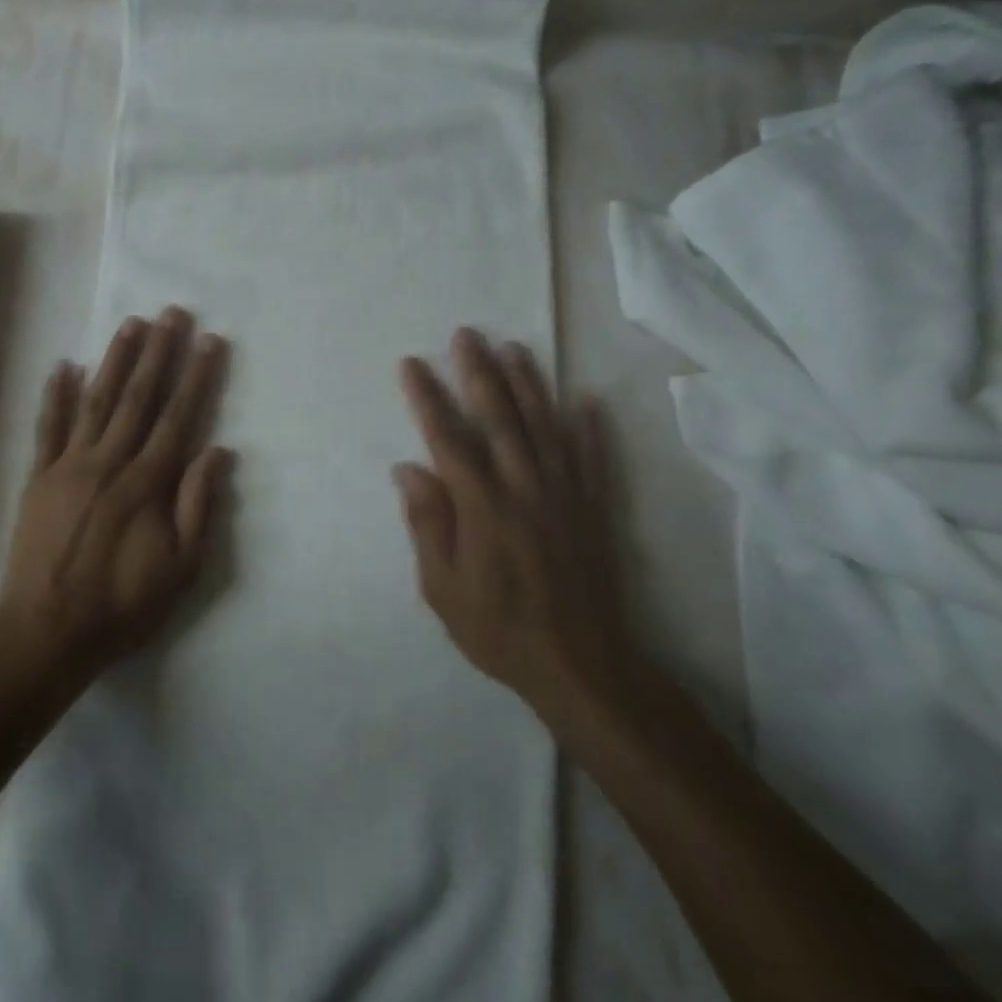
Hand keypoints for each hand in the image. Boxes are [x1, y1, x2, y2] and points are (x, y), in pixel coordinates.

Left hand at [0, 307, 230, 682]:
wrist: (47, 633)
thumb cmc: (122, 604)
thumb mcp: (181, 568)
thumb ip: (199, 506)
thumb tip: (218, 450)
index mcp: (147, 482)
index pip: (179, 417)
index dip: (197, 376)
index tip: (209, 341)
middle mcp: (110, 462)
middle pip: (139, 397)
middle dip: (159, 352)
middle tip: (172, 313)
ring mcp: (69, 466)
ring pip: (97, 401)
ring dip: (115, 360)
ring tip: (131, 323)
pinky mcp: (39, 478)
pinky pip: (47, 429)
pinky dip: (55, 395)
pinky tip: (64, 365)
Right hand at [394, 328, 643, 748]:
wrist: (582, 665)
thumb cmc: (500, 630)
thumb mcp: (442, 589)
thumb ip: (427, 524)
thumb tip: (408, 468)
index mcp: (482, 506)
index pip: (449, 438)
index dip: (428, 398)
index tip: (412, 364)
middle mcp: (524, 487)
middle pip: (499, 417)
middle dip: (479, 372)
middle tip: (466, 335)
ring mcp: (565, 494)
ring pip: (545, 425)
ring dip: (529, 384)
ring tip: (514, 348)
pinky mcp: (594, 508)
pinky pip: (593, 457)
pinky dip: (590, 427)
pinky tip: (588, 399)